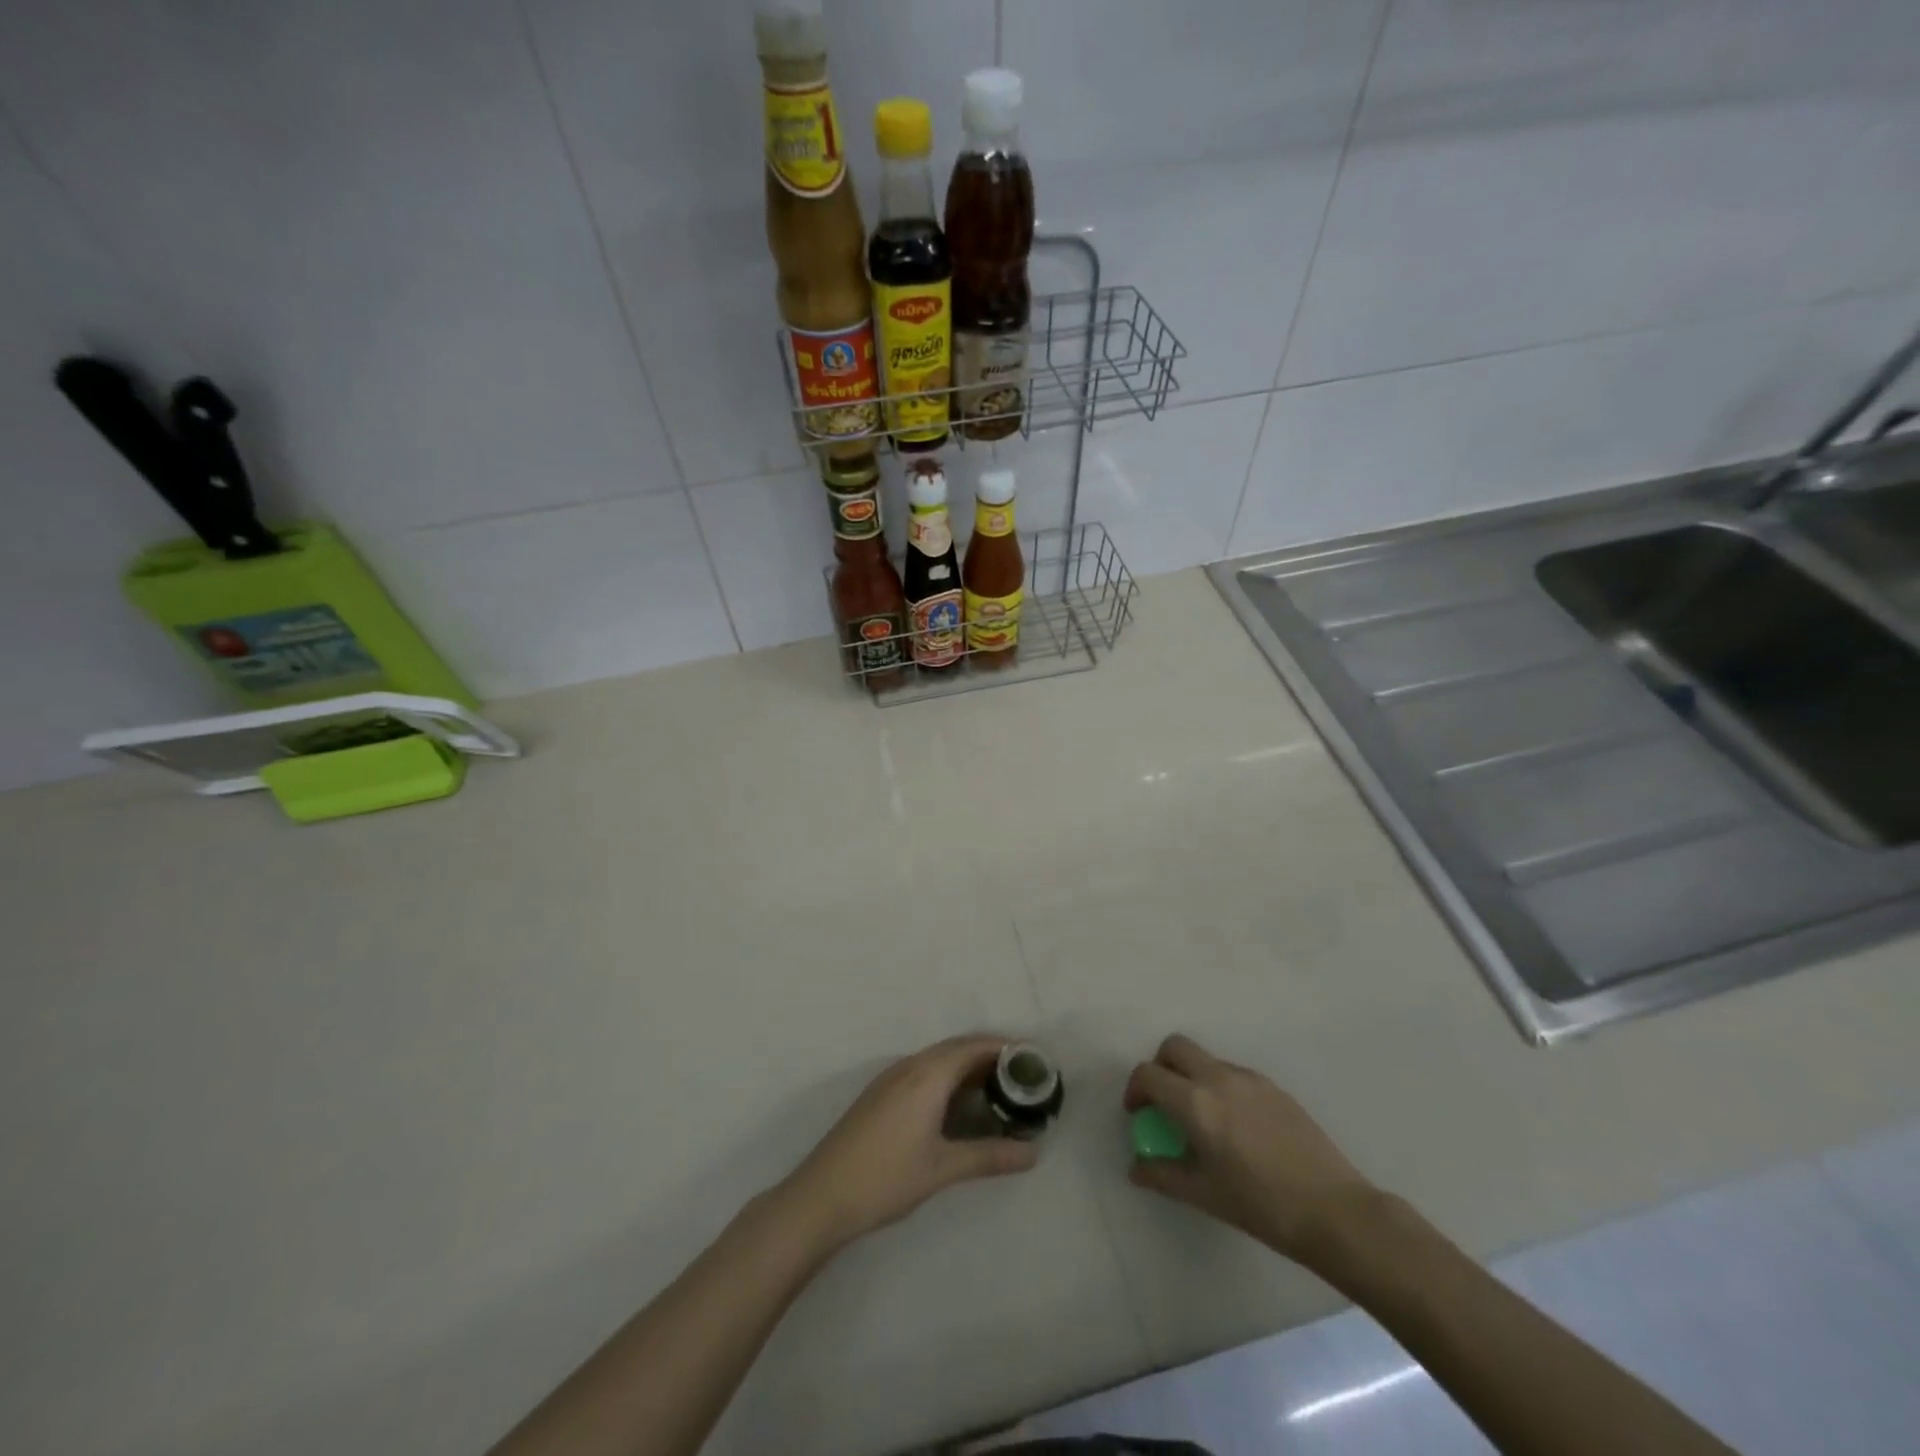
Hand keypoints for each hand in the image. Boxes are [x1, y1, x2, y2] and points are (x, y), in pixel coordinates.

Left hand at [780, 1035, 1039, 1250]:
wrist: (822, 1195)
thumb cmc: (886, 1178)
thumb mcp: (943, 1169)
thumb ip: (989, 1156)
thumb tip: (1033, 1153)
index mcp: (928, 1075)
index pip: (974, 1047)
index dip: (1006, 1048)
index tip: (1034, 1060)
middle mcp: (910, 1066)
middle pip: (957, 1048)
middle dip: (990, 1055)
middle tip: (1022, 1077)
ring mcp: (891, 1078)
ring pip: (939, 1058)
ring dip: (968, 1065)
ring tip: (998, 1089)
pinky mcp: (881, 1093)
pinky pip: (924, 1070)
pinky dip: (948, 1075)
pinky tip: (958, 1103)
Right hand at [1124, 1034, 1378, 1267]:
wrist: (1334, 1211)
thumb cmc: (1262, 1206)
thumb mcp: (1205, 1196)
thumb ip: (1163, 1175)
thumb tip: (1137, 1168)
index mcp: (1196, 1103)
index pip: (1149, 1074)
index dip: (1135, 1090)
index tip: (1138, 1114)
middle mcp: (1219, 1078)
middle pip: (1175, 1047)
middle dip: (1161, 1067)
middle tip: (1165, 1102)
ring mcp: (1250, 1079)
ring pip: (1207, 1059)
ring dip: (1192, 1076)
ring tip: (1203, 1119)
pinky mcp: (1275, 1088)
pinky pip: (1234, 1074)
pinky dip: (1221, 1086)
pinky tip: (1237, 1126)